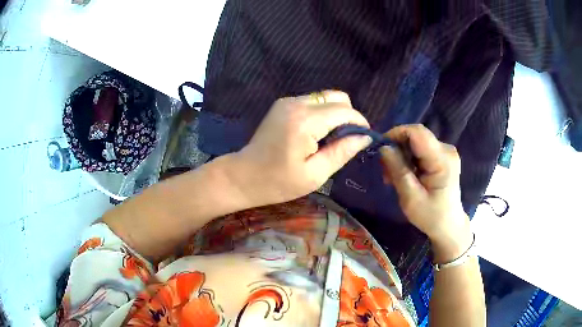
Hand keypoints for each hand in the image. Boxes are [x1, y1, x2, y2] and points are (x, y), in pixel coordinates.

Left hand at [228, 90, 370, 206]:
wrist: (243, 175)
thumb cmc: (278, 182)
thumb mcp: (315, 174)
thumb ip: (342, 152)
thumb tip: (365, 137)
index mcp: (305, 122)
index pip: (344, 111)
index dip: (359, 122)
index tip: (365, 137)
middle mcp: (297, 104)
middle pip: (337, 97)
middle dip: (349, 115)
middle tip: (347, 139)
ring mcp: (288, 101)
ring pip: (325, 97)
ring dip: (335, 114)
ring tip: (331, 138)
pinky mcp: (283, 104)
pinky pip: (313, 101)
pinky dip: (322, 113)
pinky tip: (316, 133)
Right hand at [380, 124, 471, 261]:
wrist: (448, 225)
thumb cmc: (430, 216)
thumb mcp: (410, 197)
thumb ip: (398, 170)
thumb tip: (383, 147)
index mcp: (442, 160)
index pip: (417, 132)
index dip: (396, 134)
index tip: (381, 149)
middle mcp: (446, 149)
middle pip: (416, 137)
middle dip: (397, 149)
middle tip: (385, 172)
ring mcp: (446, 152)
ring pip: (416, 142)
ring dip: (401, 156)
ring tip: (393, 177)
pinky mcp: (443, 156)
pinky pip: (421, 149)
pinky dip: (409, 159)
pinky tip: (405, 174)